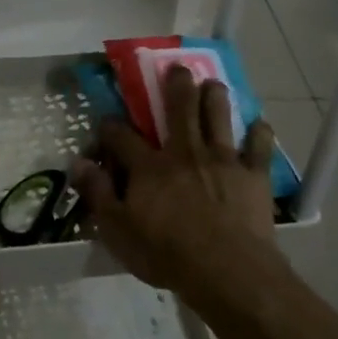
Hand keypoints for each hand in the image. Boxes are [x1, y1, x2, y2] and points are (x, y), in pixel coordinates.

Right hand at [72, 66, 286, 311]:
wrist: (226, 270)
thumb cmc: (166, 254)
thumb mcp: (118, 230)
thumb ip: (98, 194)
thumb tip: (78, 163)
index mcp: (149, 167)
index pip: (122, 136)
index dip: (111, 127)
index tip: (106, 123)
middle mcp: (185, 152)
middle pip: (180, 108)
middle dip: (177, 84)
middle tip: (178, 68)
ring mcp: (222, 159)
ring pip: (218, 116)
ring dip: (215, 96)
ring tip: (213, 84)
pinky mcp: (253, 173)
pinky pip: (259, 146)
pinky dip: (259, 132)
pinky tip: (259, 125)